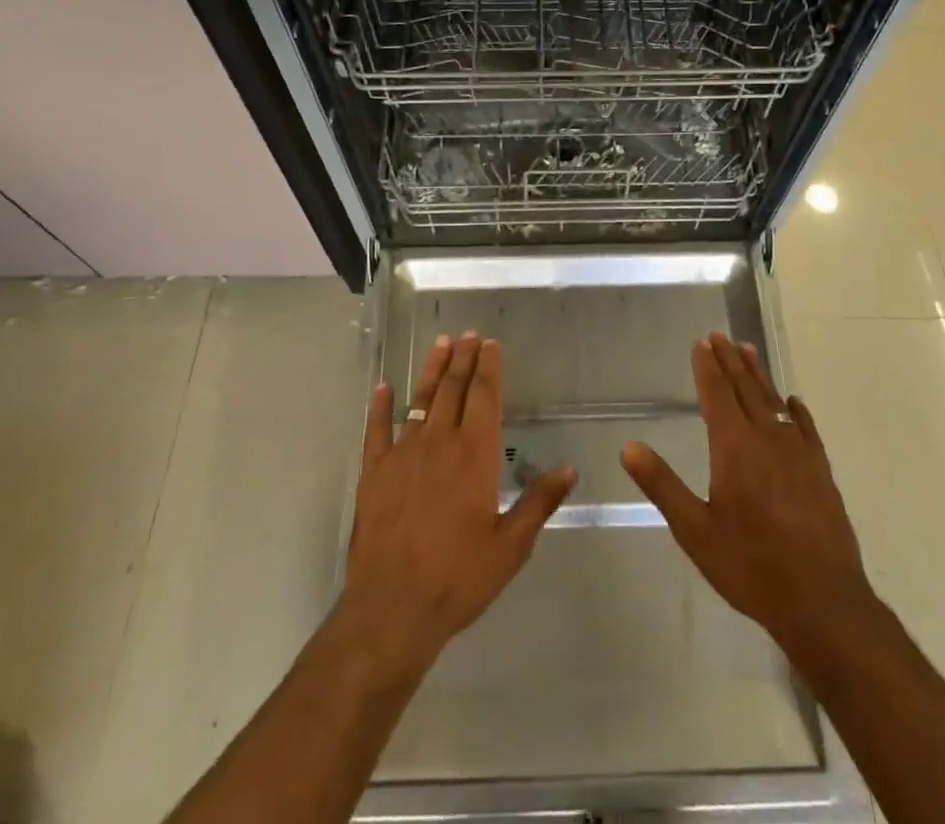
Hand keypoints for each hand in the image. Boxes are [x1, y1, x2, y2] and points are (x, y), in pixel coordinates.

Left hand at [343, 333, 575, 675]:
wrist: (393, 608)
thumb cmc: (459, 578)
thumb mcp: (511, 546)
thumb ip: (539, 502)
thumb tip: (569, 468)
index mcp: (475, 455)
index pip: (484, 397)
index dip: (489, 367)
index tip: (491, 344)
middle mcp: (439, 443)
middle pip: (453, 389)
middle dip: (463, 359)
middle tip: (468, 335)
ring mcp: (403, 454)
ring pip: (420, 400)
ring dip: (432, 371)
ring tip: (441, 344)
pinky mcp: (374, 472)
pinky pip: (377, 430)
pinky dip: (380, 407)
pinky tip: (383, 388)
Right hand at [621, 332, 875, 662]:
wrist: (823, 602)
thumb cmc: (752, 566)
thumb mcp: (695, 531)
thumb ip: (663, 485)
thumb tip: (629, 446)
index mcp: (734, 447)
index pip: (717, 395)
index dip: (708, 367)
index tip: (702, 343)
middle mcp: (767, 439)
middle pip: (746, 389)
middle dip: (731, 361)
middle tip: (721, 335)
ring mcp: (799, 454)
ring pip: (775, 402)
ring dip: (760, 376)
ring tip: (749, 351)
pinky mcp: (821, 472)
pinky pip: (806, 428)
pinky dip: (796, 411)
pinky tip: (793, 403)